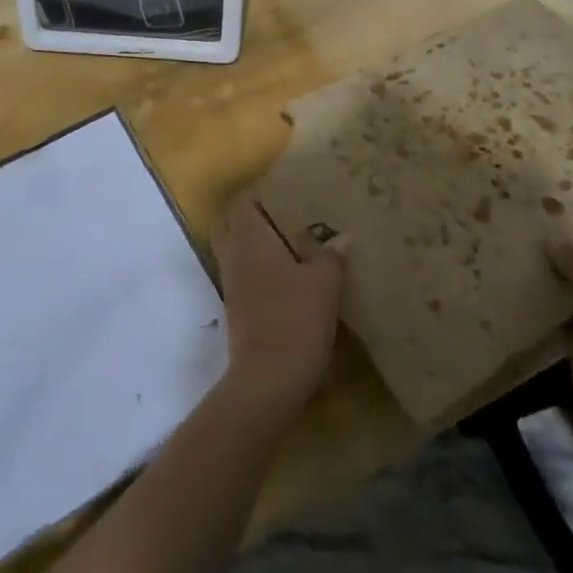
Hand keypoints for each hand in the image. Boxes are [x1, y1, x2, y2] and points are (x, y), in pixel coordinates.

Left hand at [209, 192, 345, 411]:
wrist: (268, 378)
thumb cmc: (295, 317)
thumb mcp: (325, 283)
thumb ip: (332, 255)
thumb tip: (341, 238)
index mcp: (249, 238)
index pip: (242, 202)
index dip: (260, 194)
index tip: (287, 194)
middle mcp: (233, 255)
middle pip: (231, 224)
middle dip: (253, 218)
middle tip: (287, 218)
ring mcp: (231, 284)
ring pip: (236, 251)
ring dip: (257, 246)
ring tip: (293, 246)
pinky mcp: (236, 309)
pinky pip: (243, 275)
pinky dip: (259, 270)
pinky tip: (289, 278)